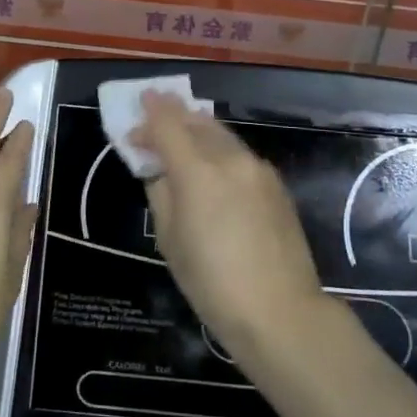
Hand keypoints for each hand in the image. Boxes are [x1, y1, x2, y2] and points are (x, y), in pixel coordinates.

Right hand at [132, 91, 329, 353]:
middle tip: (154, 113)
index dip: (149, 113)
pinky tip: (211, 163)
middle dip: (173, 114)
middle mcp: (230, 159)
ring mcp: (258, 169)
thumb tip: (159, 170)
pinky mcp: (275, 184)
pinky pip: (239, 153)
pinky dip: (218, 148)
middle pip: (196, 121)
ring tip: (180, 133)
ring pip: (221, 134)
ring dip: (197, 128)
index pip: (167, 125)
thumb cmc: (211, 283)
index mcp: (198, 171)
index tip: (137, 105)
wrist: (280, 311)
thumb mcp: (169, 239)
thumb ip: (161, 193)